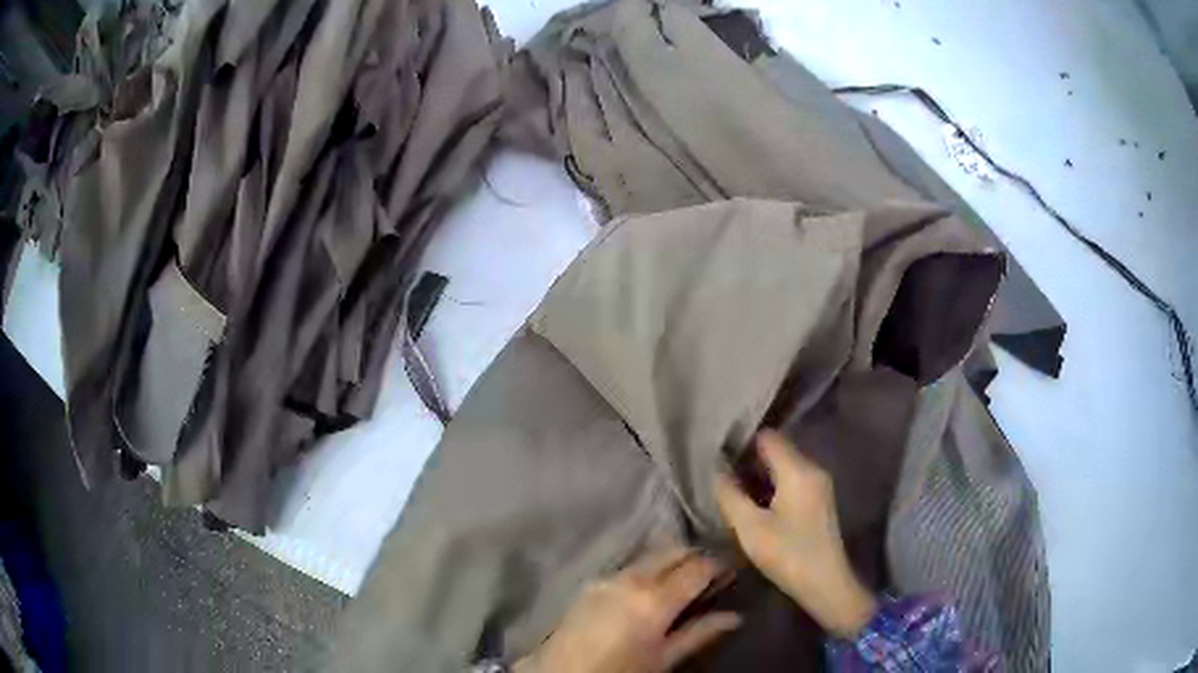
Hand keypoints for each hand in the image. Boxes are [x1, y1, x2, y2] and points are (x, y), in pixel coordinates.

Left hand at [513, 547, 740, 672]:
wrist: (561, 672)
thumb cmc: (619, 671)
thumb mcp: (663, 659)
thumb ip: (699, 634)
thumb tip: (734, 617)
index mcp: (654, 599)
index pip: (697, 567)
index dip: (718, 565)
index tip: (730, 572)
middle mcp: (631, 578)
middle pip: (673, 551)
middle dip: (695, 557)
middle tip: (709, 574)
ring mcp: (607, 576)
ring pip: (649, 555)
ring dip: (670, 560)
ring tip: (682, 579)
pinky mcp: (591, 582)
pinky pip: (628, 566)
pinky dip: (646, 568)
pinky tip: (650, 586)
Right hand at [713, 430, 876, 638]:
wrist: (826, 584)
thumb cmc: (788, 554)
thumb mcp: (750, 527)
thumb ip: (729, 495)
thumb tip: (715, 471)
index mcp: (798, 470)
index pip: (767, 437)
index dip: (741, 442)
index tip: (716, 455)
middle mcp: (812, 469)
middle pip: (777, 449)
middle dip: (748, 460)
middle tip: (719, 474)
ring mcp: (819, 485)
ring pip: (783, 466)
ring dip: (759, 475)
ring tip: (731, 488)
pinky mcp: (819, 501)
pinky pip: (791, 480)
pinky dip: (771, 486)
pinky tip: (753, 503)